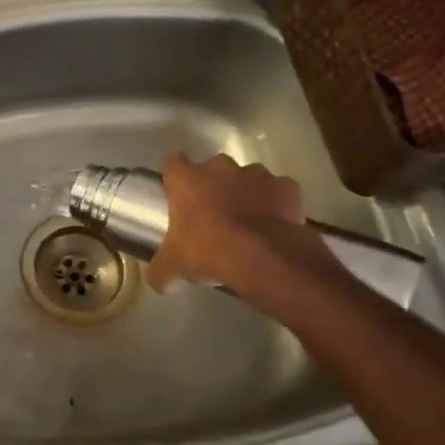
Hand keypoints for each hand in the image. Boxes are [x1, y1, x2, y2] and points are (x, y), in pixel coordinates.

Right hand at [146, 154, 340, 308]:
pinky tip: (274, 223)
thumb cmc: (208, 251)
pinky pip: (278, 190)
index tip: (178, 193)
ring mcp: (256, 174)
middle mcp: (220, 168)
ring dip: (246, 191)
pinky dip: (276, 202)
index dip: (176, 177)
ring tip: (247, 218)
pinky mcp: (286, 187)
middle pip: (213, 167)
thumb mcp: (173, 266)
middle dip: (214, 184)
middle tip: (213, 211)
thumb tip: (158, 281)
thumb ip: (160, 270)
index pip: (174, 163)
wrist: (263, 258)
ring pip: (248, 176)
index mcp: (186, 179)